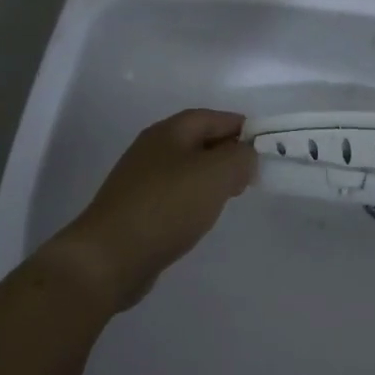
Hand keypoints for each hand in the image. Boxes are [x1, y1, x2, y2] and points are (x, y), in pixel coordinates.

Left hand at [40, 109, 256, 312]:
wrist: (109, 257)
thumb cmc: (166, 207)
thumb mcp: (215, 174)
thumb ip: (239, 158)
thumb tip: (245, 156)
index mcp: (168, 132)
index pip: (211, 117)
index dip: (239, 126)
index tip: (264, 143)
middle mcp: (151, 149)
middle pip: (197, 141)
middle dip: (226, 152)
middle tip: (251, 172)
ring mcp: (140, 180)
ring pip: (185, 169)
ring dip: (210, 177)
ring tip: (231, 195)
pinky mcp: (135, 210)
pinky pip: (173, 195)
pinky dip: (193, 199)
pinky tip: (201, 216)